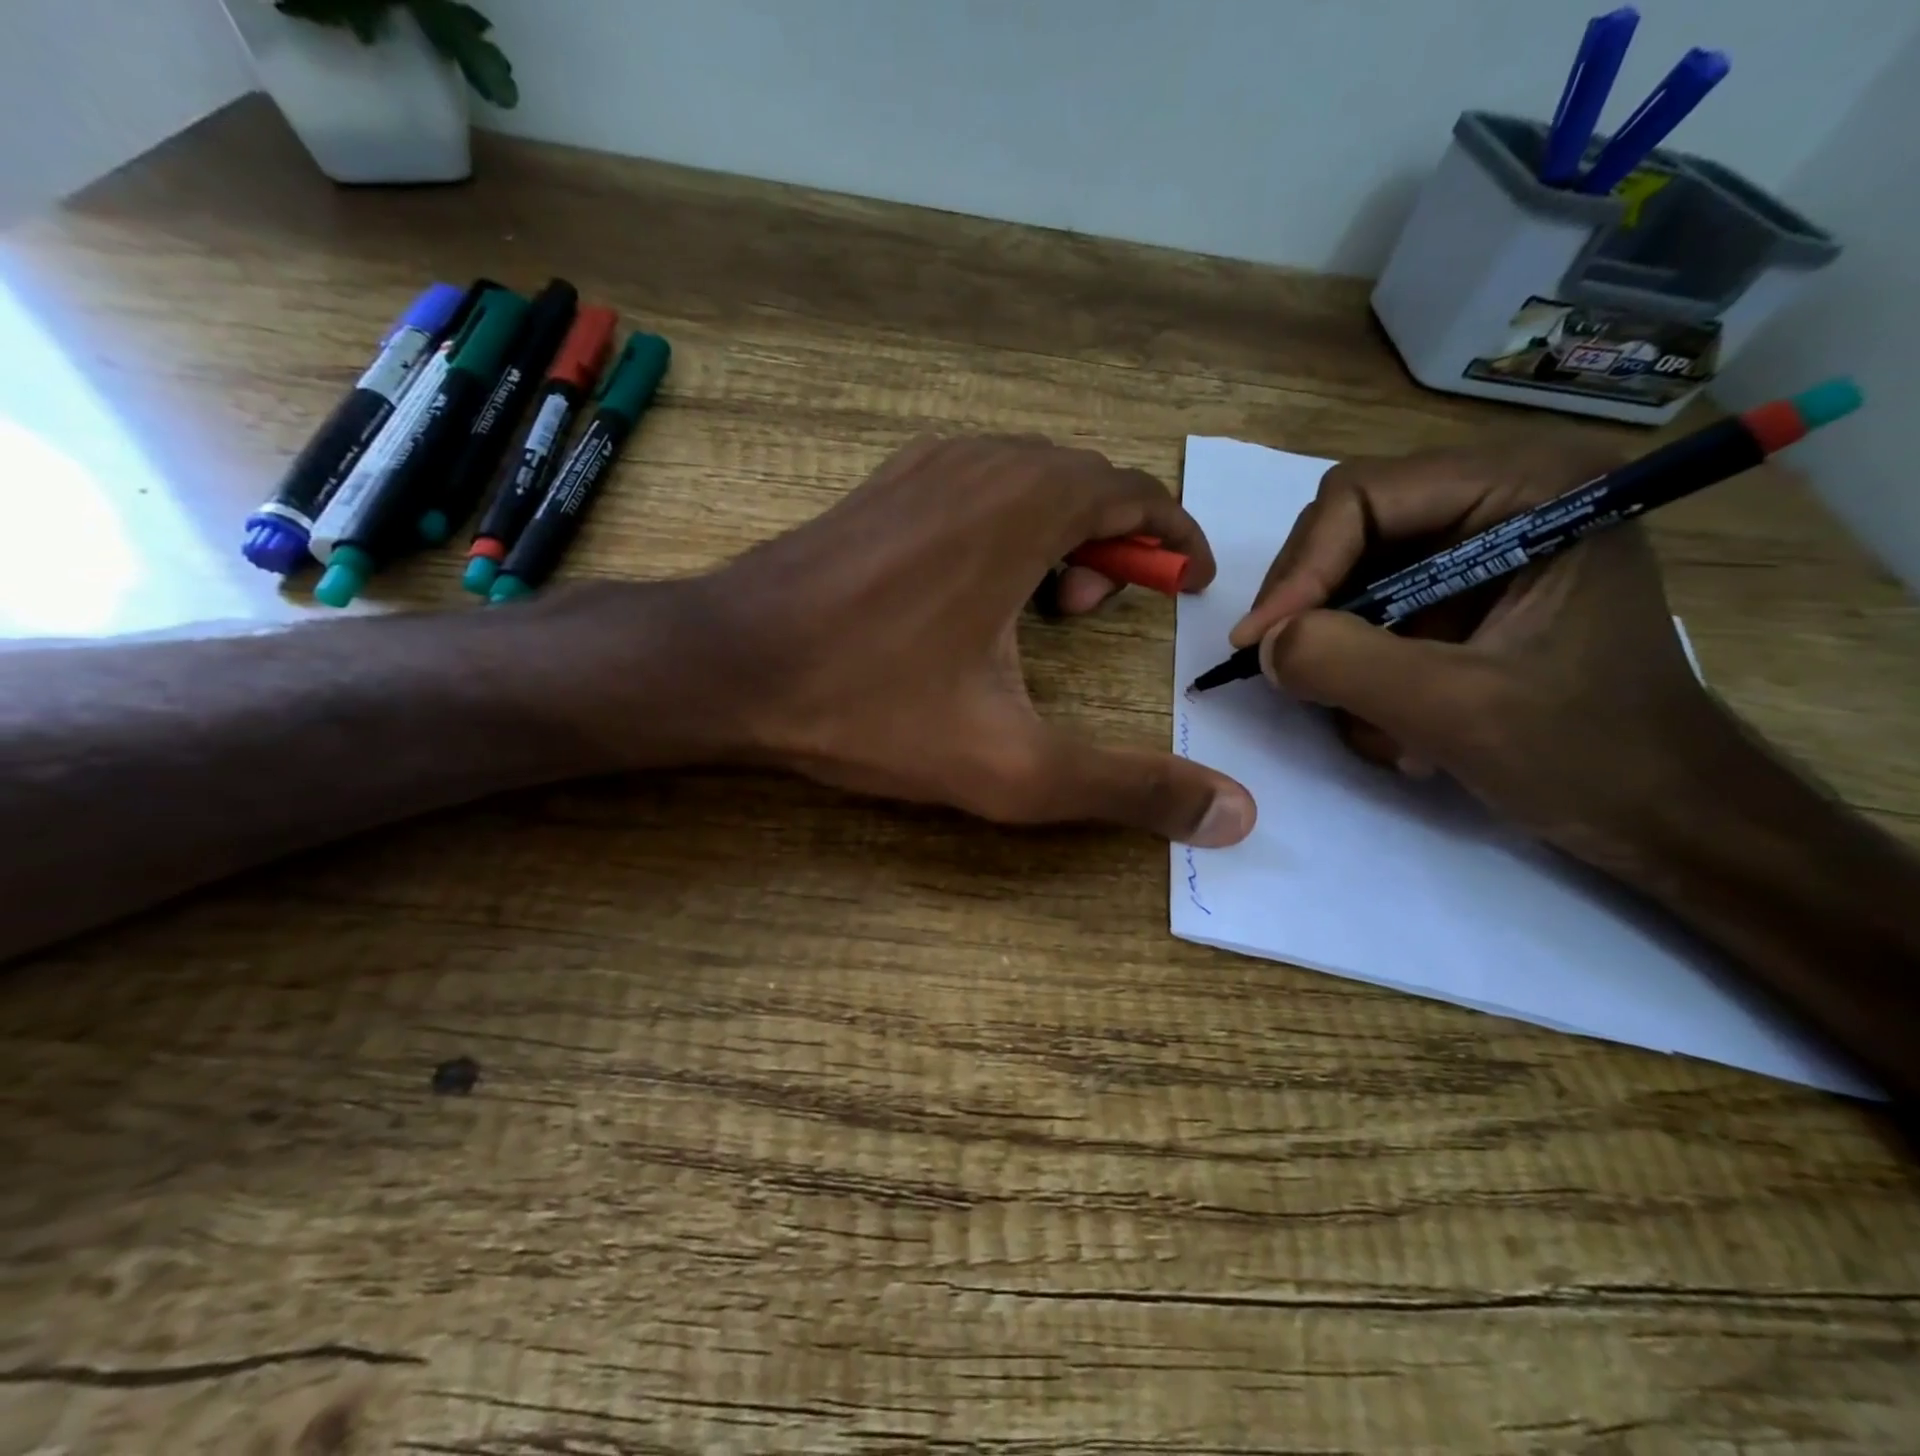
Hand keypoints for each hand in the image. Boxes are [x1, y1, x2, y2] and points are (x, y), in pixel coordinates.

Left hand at [696, 434, 1256, 844]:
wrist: (727, 665)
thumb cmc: (869, 706)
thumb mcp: (1013, 766)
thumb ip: (1127, 788)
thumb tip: (1237, 814)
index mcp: (1026, 504)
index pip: (1134, 494)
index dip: (1174, 538)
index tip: (1192, 584)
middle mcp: (980, 461)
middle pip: (1083, 482)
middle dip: (1113, 544)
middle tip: (1095, 618)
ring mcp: (920, 467)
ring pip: (1025, 480)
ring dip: (1057, 533)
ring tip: (1040, 609)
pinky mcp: (879, 489)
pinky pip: (973, 487)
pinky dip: (1003, 524)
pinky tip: (973, 592)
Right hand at [1228, 440, 1722, 869]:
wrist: (1660, 813)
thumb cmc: (1587, 754)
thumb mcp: (1456, 709)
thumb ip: (1346, 663)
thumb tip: (1263, 642)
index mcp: (1532, 487)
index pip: (1363, 496)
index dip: (1301, 568)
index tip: (1259, 644)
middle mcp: (1503, 496)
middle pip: (1349, 528)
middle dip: (1315, 608)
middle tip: (1289, 674)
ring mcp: (1480, 546)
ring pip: (1350, 575)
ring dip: (1340, 650)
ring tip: (1372, 717)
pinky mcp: (1463, 592)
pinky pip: (1370, 611)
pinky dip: (1361, 668)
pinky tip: (1396, 720)